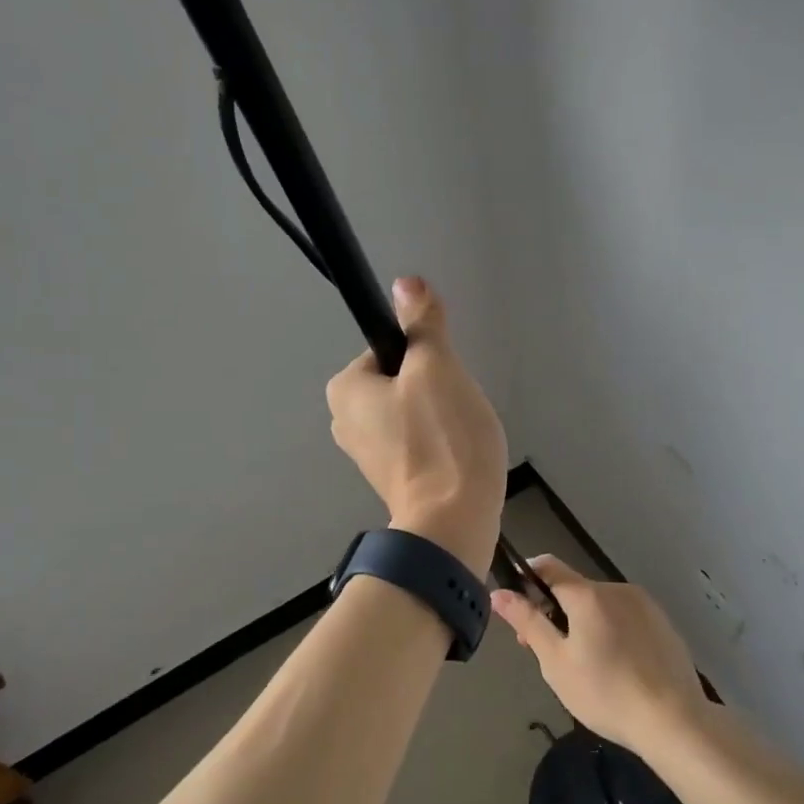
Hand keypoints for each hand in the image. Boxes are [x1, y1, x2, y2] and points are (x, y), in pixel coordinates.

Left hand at [326, 277, 505, 571]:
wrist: (453, 521)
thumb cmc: (441, 437)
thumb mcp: (436, 367)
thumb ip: (421, 323)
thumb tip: (406, 282)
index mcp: (344, 390)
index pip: (389, 349)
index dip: (424, 357)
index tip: (444, 381)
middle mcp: (344, 421)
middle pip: (401, 381)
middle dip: (434, 389)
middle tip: (455, 410)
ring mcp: (366, 455)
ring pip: (413, 412)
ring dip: (441, 417)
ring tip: (459, 436)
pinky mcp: (391, 479)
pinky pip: (419, 443)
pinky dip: (439, 444)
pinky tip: (457, 457)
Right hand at [490, 557, 706, 751]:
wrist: (675, 721)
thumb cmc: (606, 692)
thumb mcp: (556, 662)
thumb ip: (527, 623)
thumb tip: (499, 593)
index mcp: (588, 595)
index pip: (548, 566)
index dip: (526, 577)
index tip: (516, 604)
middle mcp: (617, 589)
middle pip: (575, 590)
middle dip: (555, 612)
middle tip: (548, 654)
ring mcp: (645, 606)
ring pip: (601, 605)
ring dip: (585, 623)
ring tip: (586, 667)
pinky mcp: (664, 625)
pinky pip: (626, 618)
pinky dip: (612, 632)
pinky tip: (617, 668)